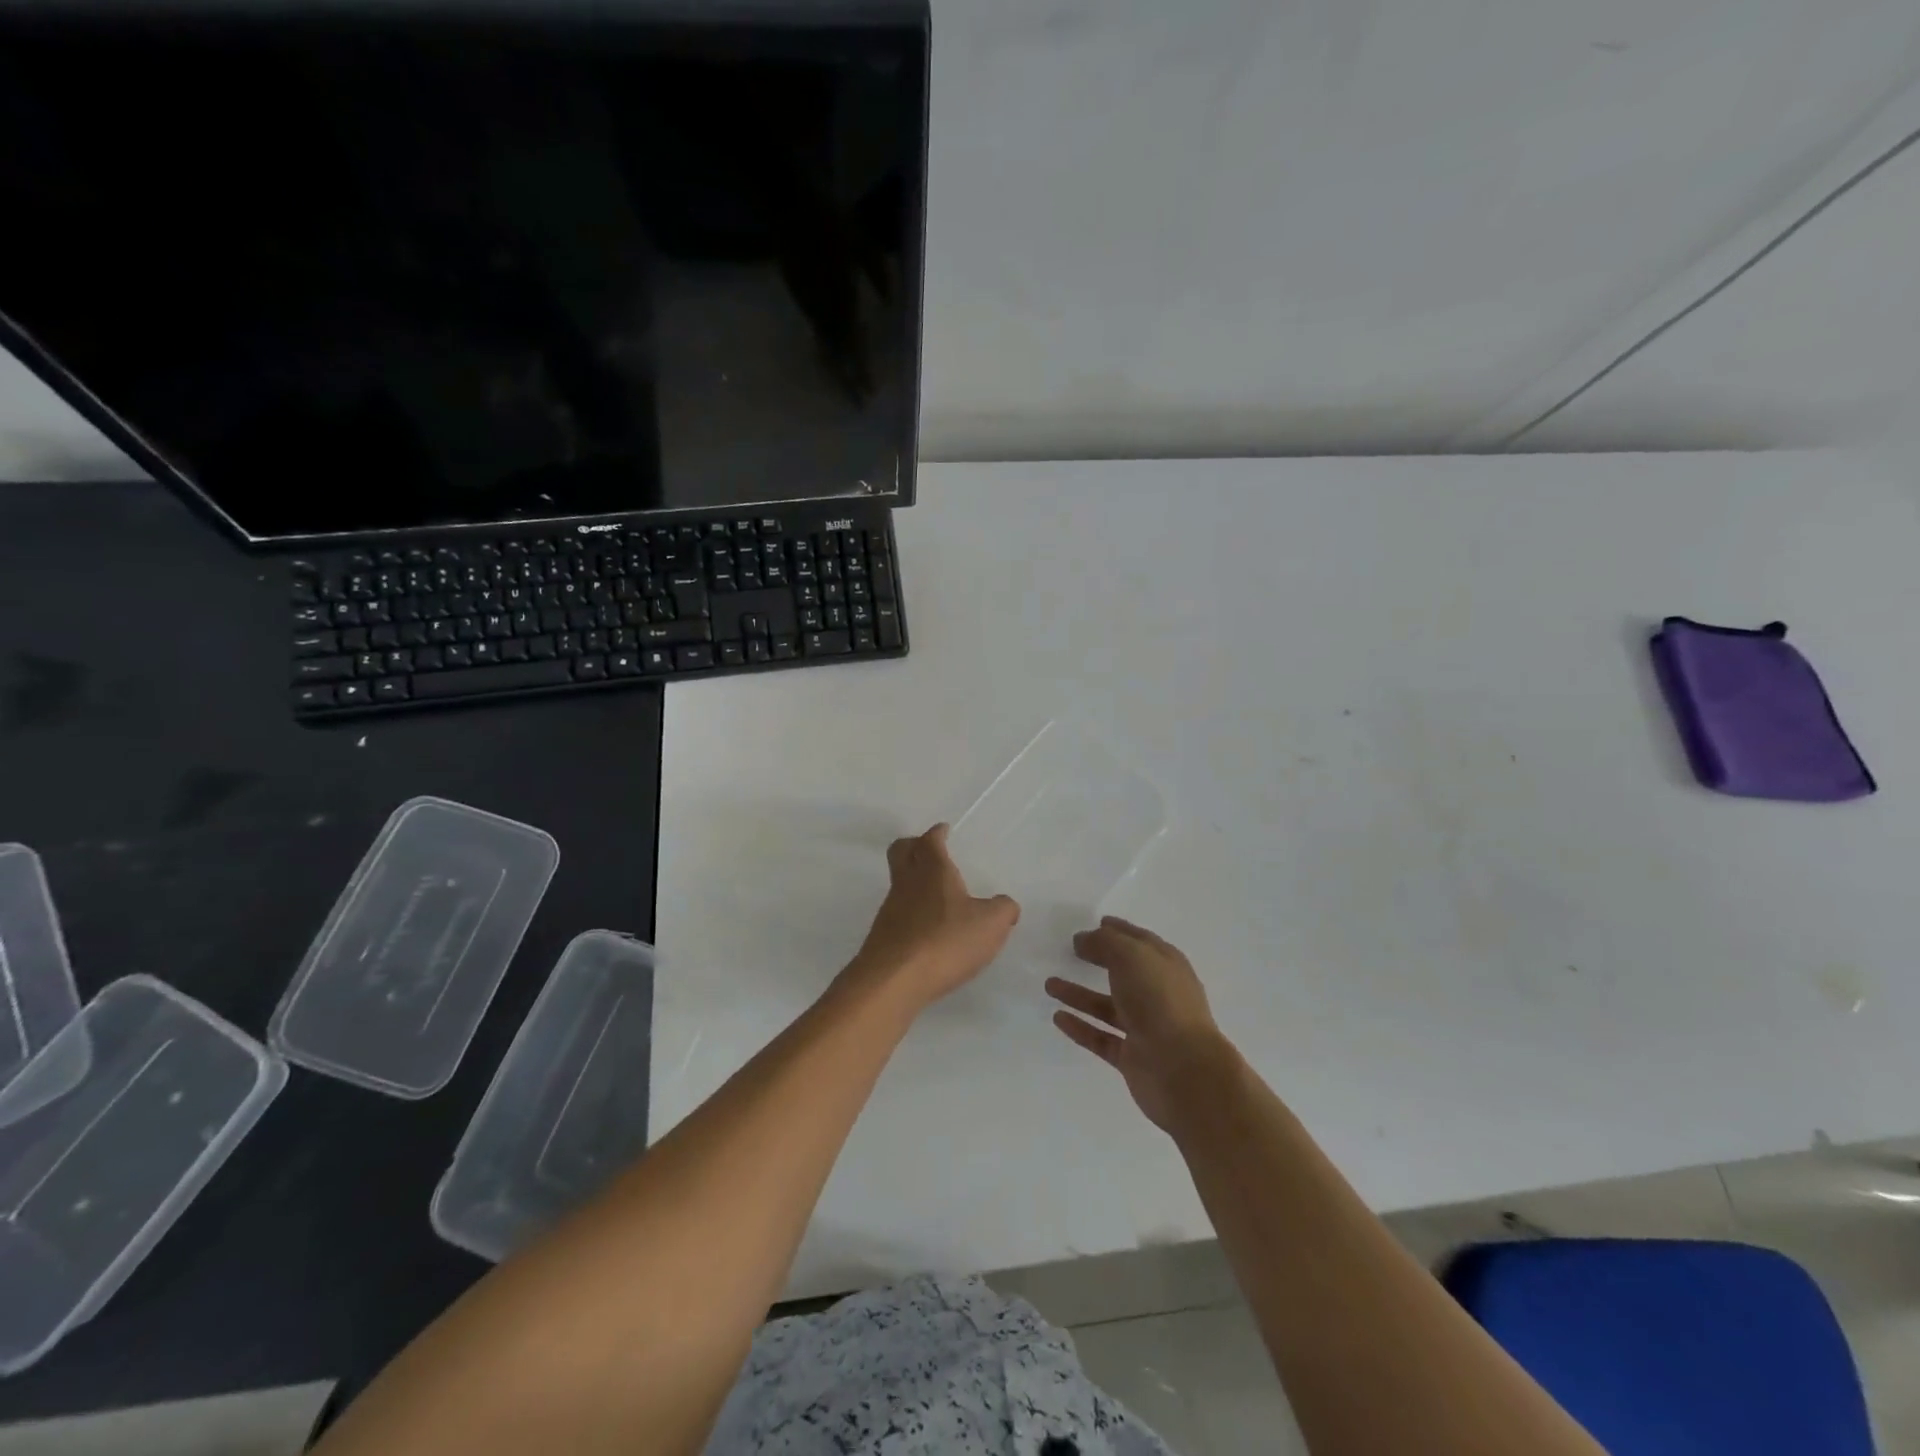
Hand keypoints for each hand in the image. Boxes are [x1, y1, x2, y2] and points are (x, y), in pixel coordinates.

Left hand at [843, 825, 1019, 1013]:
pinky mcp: (883, 936)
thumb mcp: (991, 924)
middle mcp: (907, 883)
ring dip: (913, 882)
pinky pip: (898, 913)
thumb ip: (1003, 909)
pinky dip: (911, 912)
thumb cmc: (946, 941)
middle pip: (900, 851)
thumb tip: (1006, 905)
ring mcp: (891, 909)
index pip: (930, 840)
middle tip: (928, 850)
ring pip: (898, 882)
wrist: (894, 980)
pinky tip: (928, 929)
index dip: (937, 833)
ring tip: (936, 896)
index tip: (943, 830)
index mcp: (933, 870)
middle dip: (913, 846)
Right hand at [1047, 917, 1228, 1131]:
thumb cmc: (1160, 1001)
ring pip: (1106, 1006)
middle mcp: (1157, 994)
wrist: (1182, 1069)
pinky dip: (1080, 1027)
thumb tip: (1083, 939)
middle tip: (1069, 951)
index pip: (1140, 941)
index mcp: (1165, 965)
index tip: (1096, 922)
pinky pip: (1100, 1037)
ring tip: (1049, 984)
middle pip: (1123, 972)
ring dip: (1079, 994)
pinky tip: (1057, 1017)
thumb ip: (1104, 942)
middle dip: (1098, 960)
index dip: (1119, 930)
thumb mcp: (1131, 956)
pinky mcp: (1131, 1057)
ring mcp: (1145, 1027)